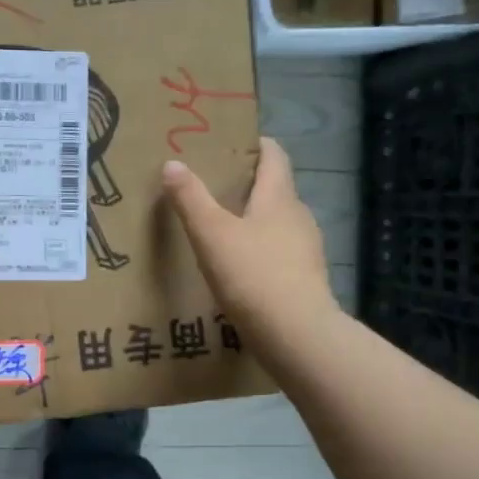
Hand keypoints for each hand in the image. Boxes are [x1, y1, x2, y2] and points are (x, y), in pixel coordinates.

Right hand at [162, 138, 338, 352]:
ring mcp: (306, 251)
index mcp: (279, 198)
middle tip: (212, 186)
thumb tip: (172, 163)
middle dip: (248, 185)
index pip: (274, 156)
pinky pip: (278, 254)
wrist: (296, 335)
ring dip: (253, 220)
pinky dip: (259, 251)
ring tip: (219, 228)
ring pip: (277, 224)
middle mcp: (298, 217)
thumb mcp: (211, 234)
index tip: (231, 143)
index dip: (256, 145)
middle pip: (275, 190)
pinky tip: (237, 268)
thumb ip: (191, 199)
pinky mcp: (303, 280)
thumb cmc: (253, 275)